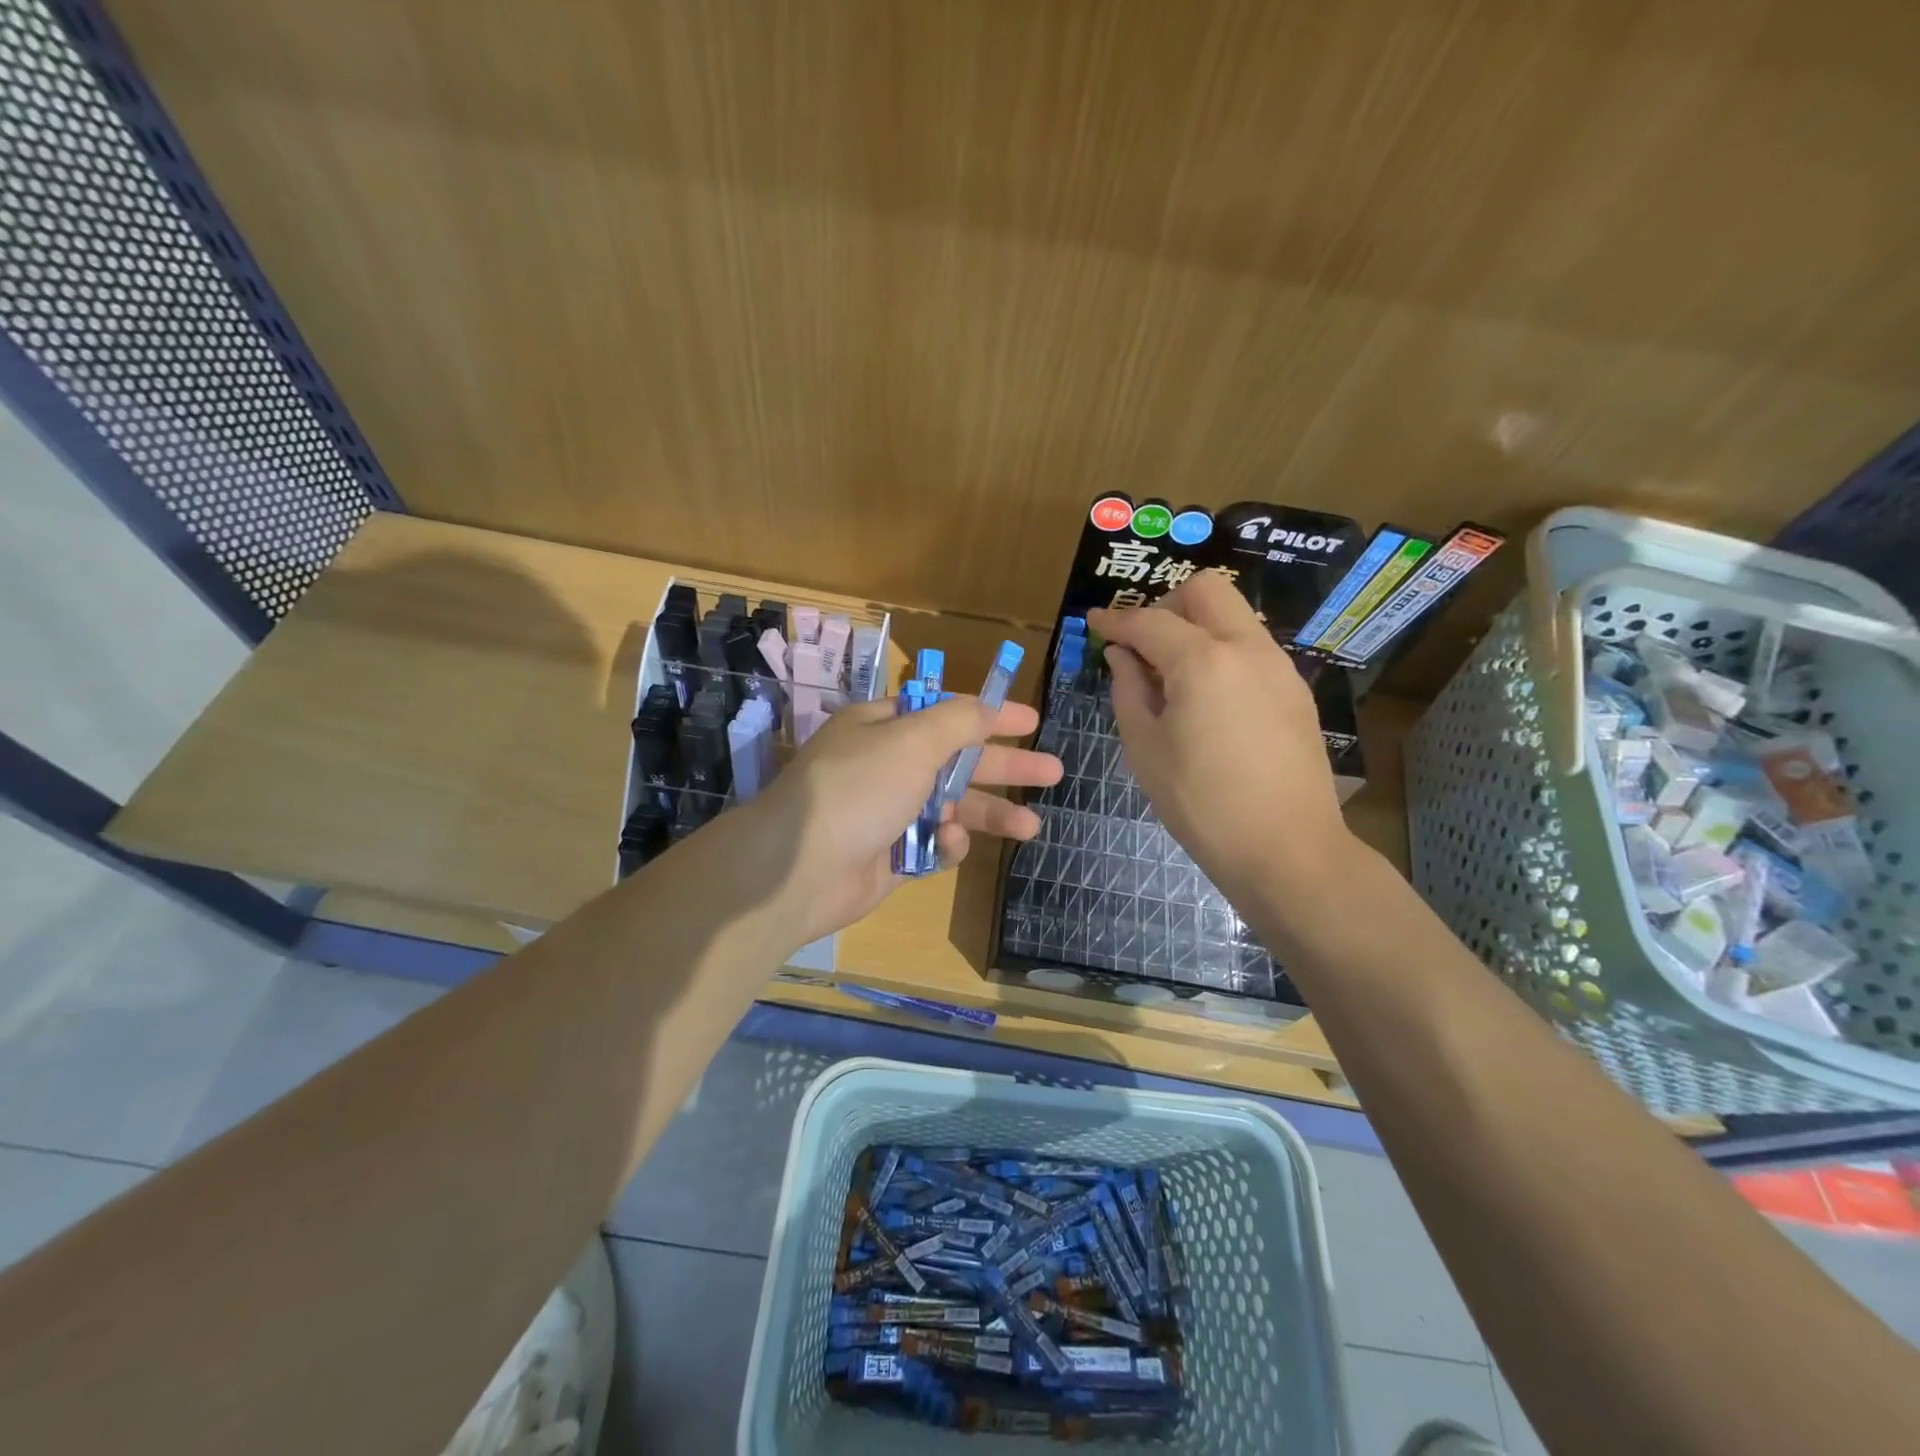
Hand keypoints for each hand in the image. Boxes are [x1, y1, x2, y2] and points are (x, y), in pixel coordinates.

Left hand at [746, 695, 1061, 945]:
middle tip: (1054, 772)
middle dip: (1005, 767)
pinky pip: (933, 843)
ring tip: (1031, 827)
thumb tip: (987, 707)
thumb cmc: (858, 789)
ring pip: (952, 806)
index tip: (1033, 722)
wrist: (799, 869)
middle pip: (958, 760)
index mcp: (884, 726)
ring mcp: (888, 811)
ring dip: (989, 813)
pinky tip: (950, 843)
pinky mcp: (891, 854)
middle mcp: (887, 764)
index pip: (947, 714)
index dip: (991, 716)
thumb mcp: (911, 741)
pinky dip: (946, 843)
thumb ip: (958, 722)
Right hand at [1088, 572, 1358, 909]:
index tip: (1093, 624)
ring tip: (1172, 674)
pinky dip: (1221, 651)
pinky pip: (1251, 647)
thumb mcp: (1145, 748)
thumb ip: (1128, 690)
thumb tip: (1122, 655)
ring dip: (1197, 626)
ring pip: (1234, 615)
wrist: (1286, 849)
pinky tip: (1208, 697)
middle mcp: (1246, 648)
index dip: (1115, 620)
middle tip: (1142, 644)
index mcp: (1202, 661)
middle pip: (1205, 590)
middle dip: (1165, 605)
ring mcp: (1279, 666)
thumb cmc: (1201, 804)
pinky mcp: (1295, 690)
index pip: (1149, 622)